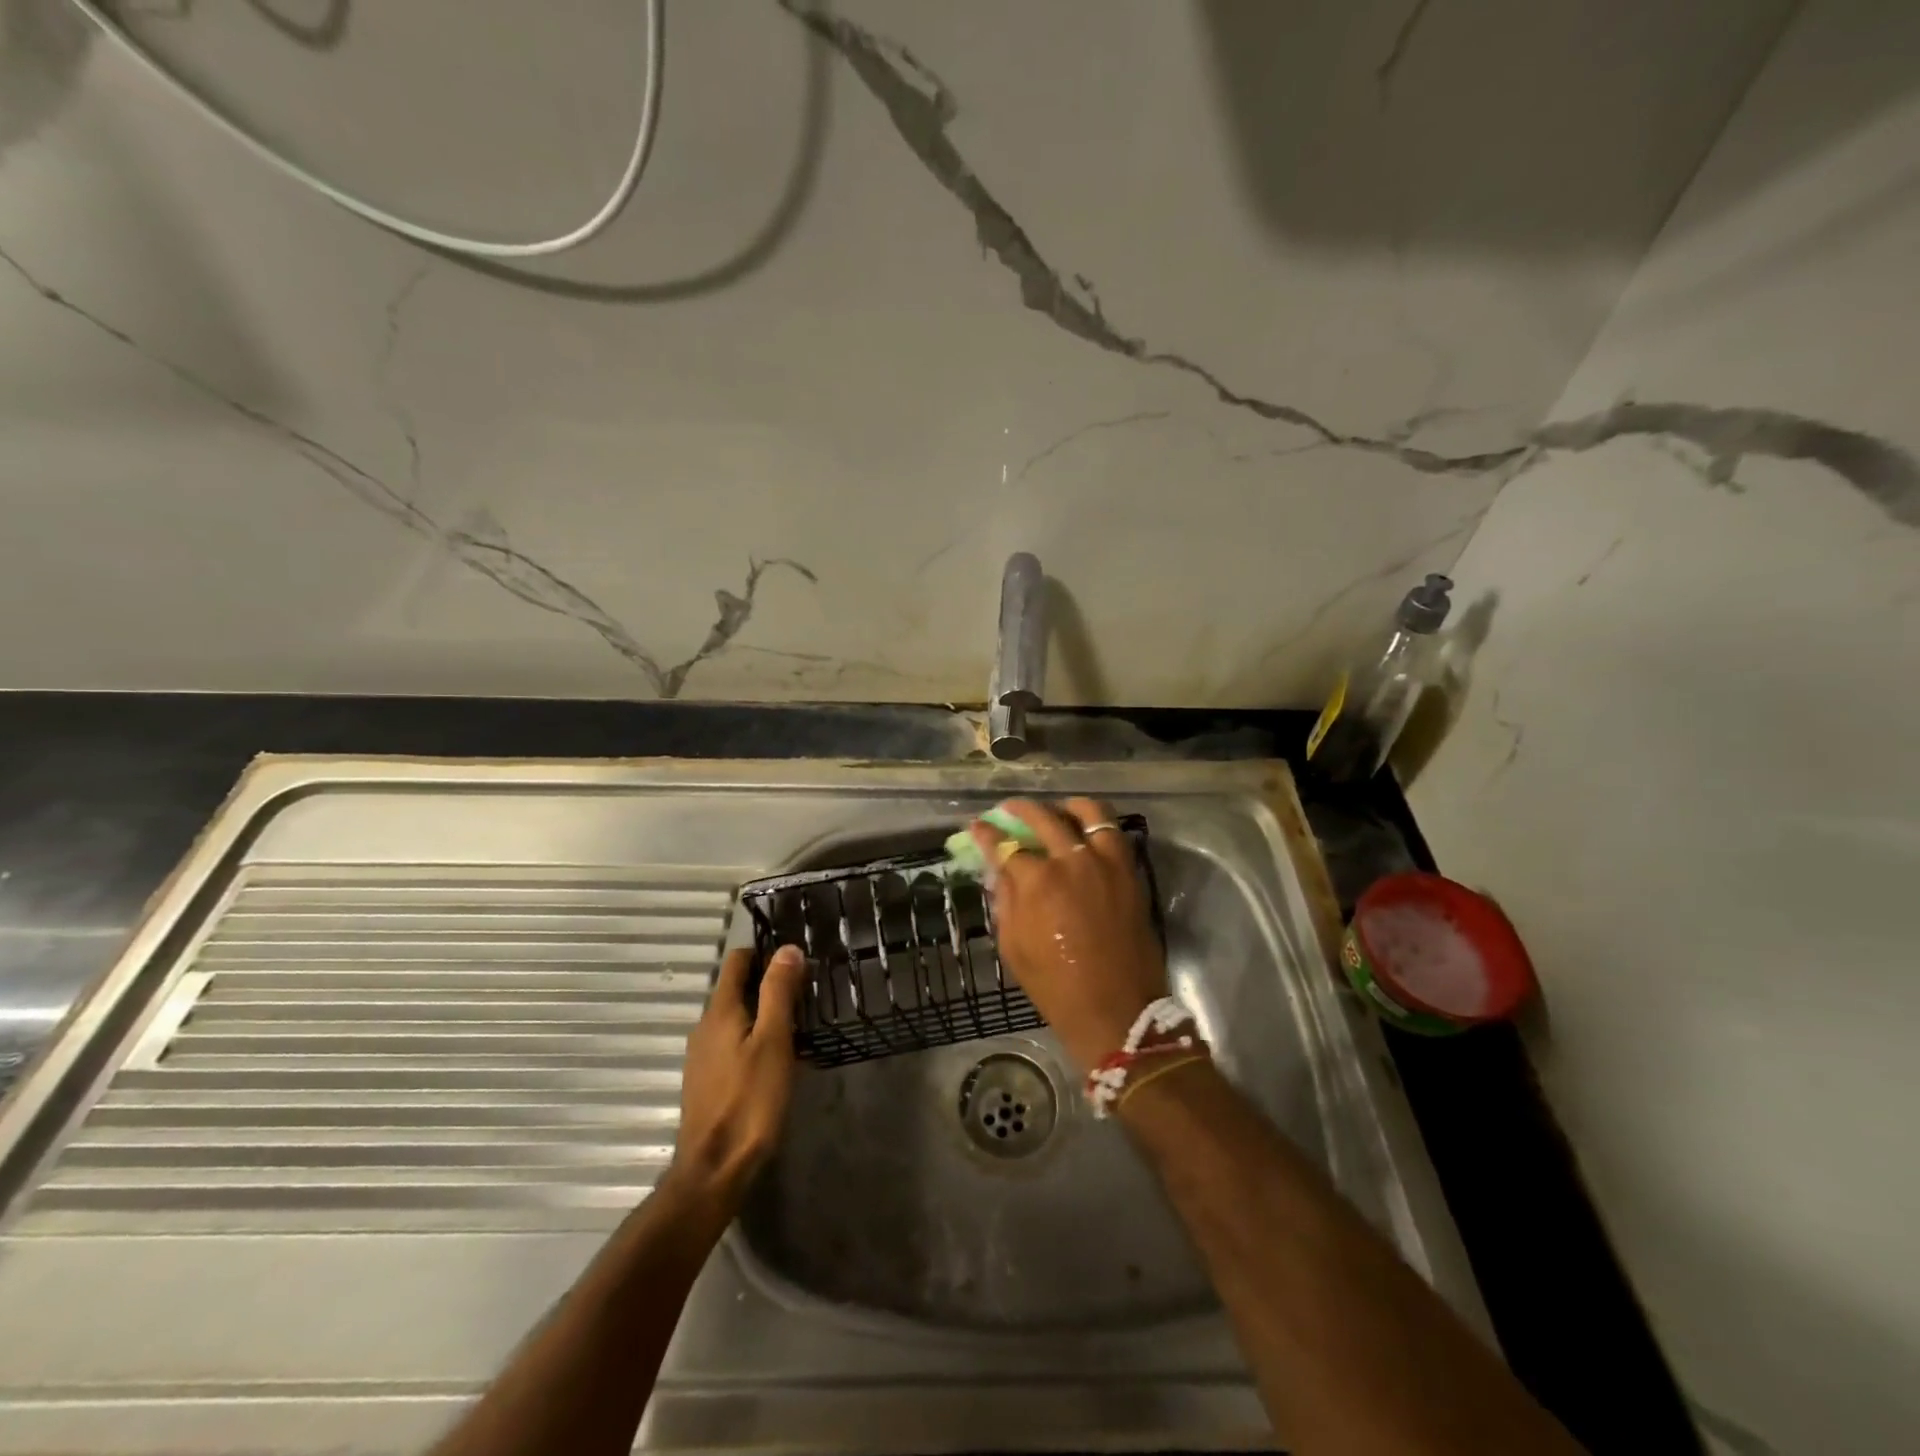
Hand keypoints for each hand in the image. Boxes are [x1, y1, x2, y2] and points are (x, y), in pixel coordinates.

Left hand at [667, 945, 804, 1207]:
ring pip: (736, 1016)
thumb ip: (779, 992)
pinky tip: (778, 1058)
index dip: (766, 952)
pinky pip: (733, 1041)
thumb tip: (788, 948)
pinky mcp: (708, 1079)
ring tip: (799, 1025)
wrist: (716, 1168)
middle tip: (806, 994)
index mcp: (720, 1010)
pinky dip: (755, 1037)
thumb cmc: (751, 1099)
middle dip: (769, 983)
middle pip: (737, 987)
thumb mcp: (773, 1040)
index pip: (738, 960)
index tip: (797, 961)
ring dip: (764, 1012)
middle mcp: (705, 1025)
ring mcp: (703, 1054)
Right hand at [970, 798, 1168, 1072]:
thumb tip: (1001, 870)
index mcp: (1038, 881)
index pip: (1004, 845)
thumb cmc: (1055, 986)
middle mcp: (1072, 861)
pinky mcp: (1130, 872)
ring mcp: (1106, 863)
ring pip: (1089, 813)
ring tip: (1057, 811)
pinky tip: (1086, 832)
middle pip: (1044, 818)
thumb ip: (1006, 900)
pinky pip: (1115, 834)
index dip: (987, 833)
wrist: (1116, 1010)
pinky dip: (1098, 826)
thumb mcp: (1013, 946)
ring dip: (1067, 807)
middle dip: (1021, 809)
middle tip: (1010, 809)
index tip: (978, 826)